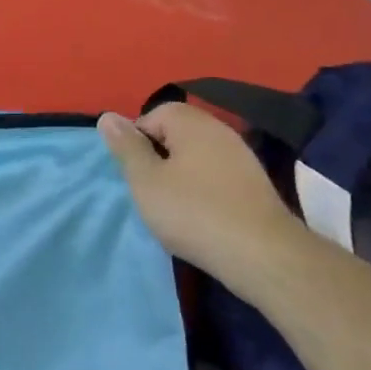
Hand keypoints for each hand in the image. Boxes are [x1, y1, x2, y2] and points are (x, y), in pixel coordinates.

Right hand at [99, 101, 307, 281]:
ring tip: (172, 205)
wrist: (262, 255)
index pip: (154, 114)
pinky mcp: (255, 184)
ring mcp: (242, 157)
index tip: (135, 172)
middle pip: (177, 132)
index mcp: (192, 123)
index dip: (137, 140)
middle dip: (158, 157)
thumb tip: (108, 116)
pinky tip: (200, 214)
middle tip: (149, 189)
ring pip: (197, 155)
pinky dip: (203, 188)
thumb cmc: (193, 212)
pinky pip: (217, 174)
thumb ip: (126, 147)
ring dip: (180, 174)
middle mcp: (220, 130)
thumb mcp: (146, 180)